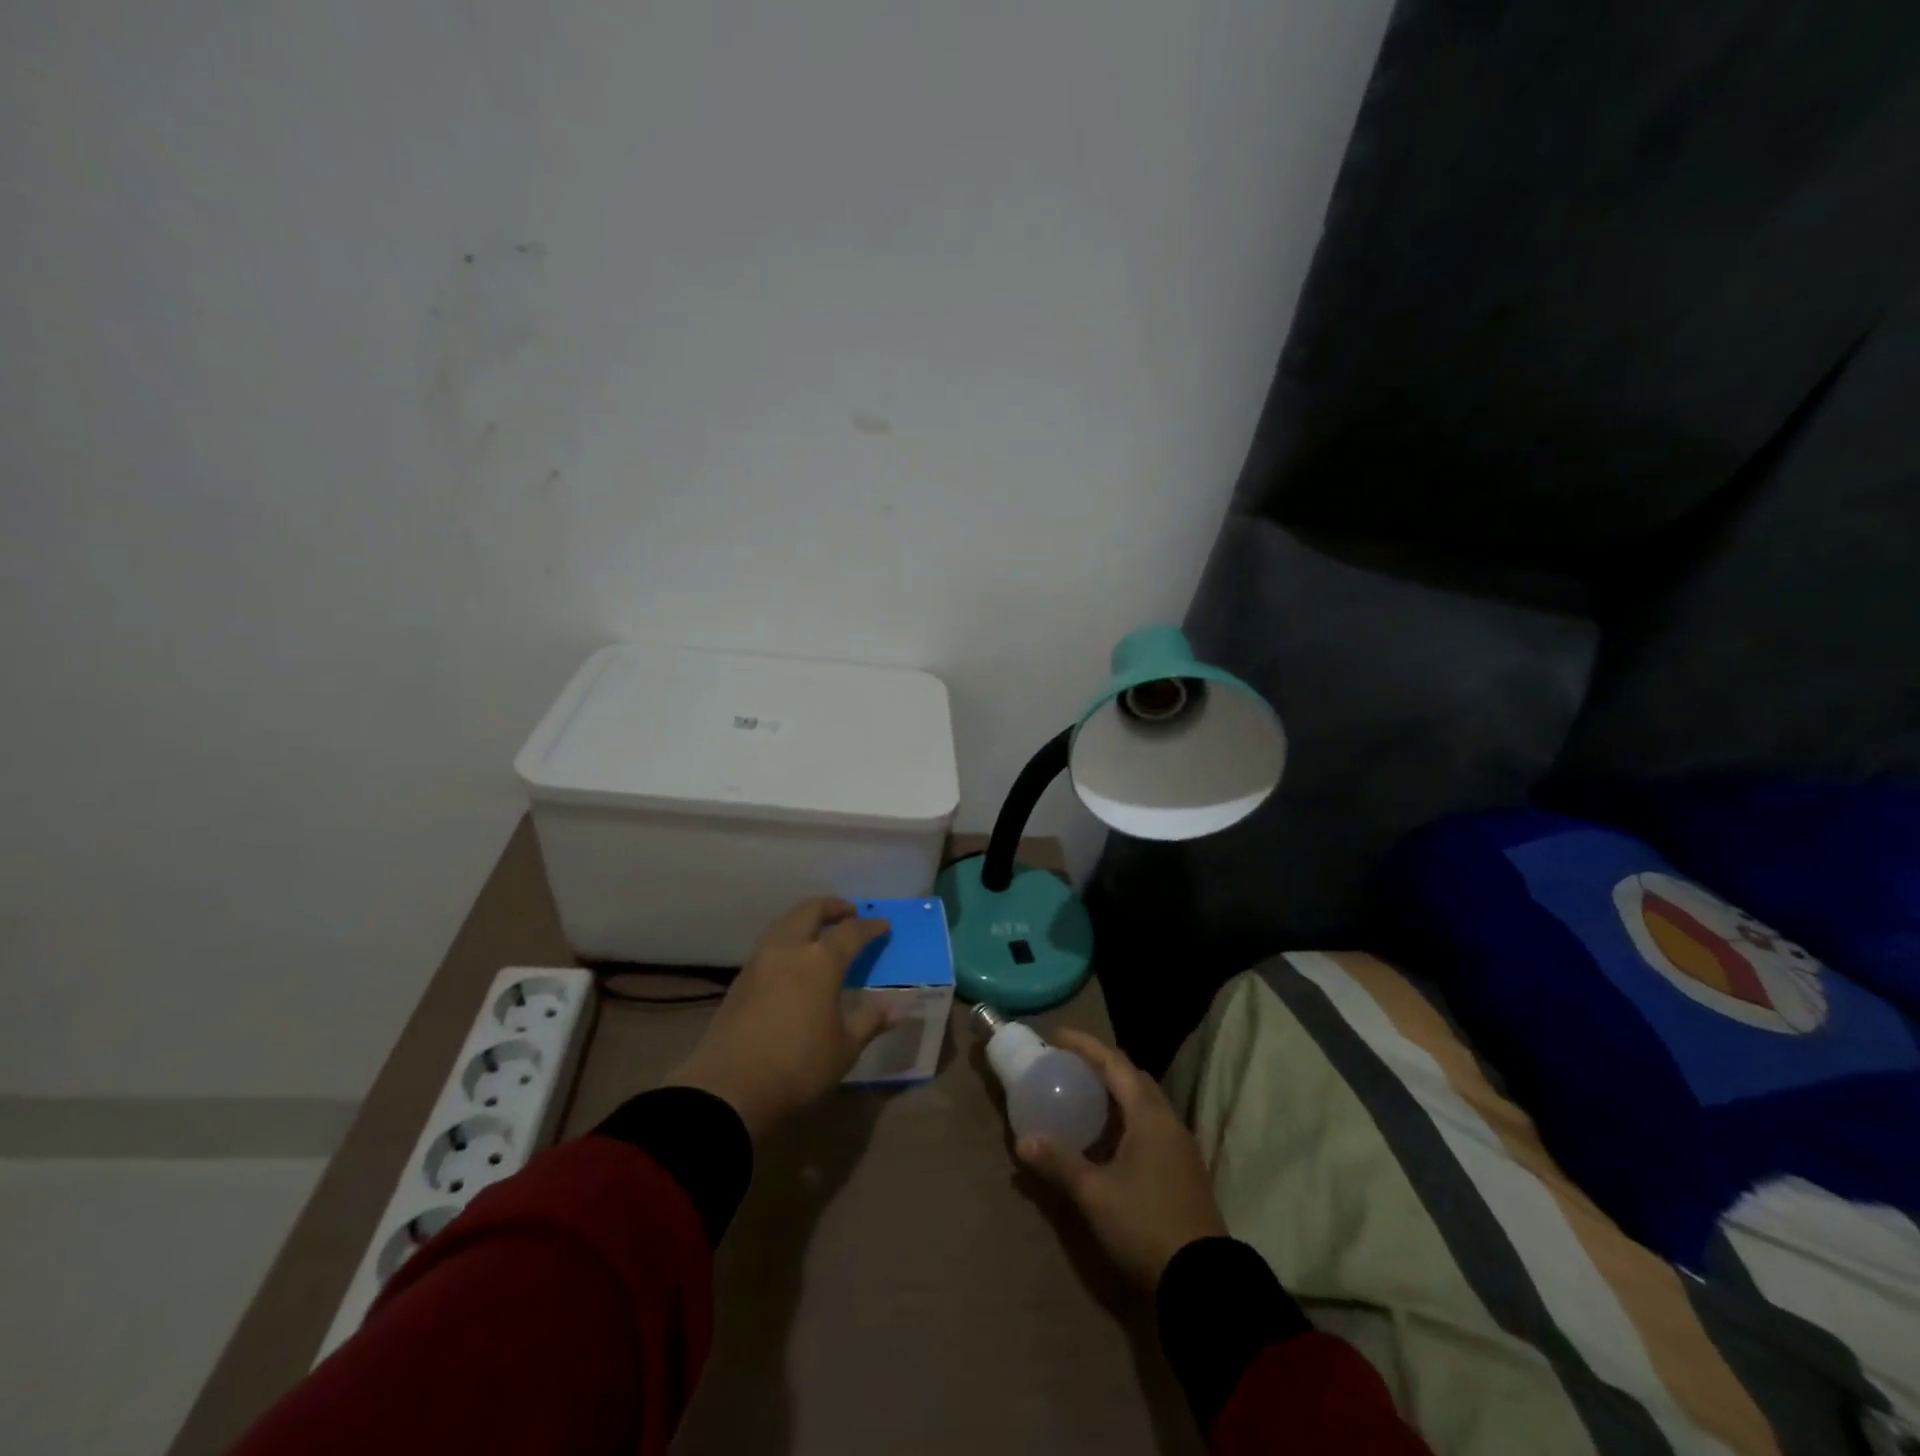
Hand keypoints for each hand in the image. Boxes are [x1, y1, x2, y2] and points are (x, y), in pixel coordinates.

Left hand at [664, 898, 894, 1138]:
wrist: (728, 1090)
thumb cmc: (798, 1067)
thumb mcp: (845, 1048)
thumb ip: (870, 1021)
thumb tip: (898, 1008)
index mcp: (820, 961)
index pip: (851, 932)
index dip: (870, 926)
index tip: (883, 925)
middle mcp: (789, 949)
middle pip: (810, 910)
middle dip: (832, 906)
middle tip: (849, 912)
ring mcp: (759, 961)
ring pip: (784, 922)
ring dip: (805, 918)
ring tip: (820, 930)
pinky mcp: (740, 979)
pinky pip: (769, 943)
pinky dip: (787, 937)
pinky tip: (793, 958)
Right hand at [1016, 1029, 1227, 1290]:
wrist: (1203, 1281)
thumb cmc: (1145, 1225)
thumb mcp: (1095, 1194)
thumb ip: (1059, 1163)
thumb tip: (1023, 1141)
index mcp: (1149, 1115)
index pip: (1114, 1062)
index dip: (1084, 1045)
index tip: (1056, 1037)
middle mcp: (1168, 1120)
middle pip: (1132, 1076)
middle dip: (1101, 1064)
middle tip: (1068, 1065)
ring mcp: (1180, 1145)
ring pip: (1144, 1101)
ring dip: (1115, 1091)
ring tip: (1083, 1095)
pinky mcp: (1183, 1168)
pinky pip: (1151, 1124)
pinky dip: (1126, 1116)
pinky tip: (1107, 1137)